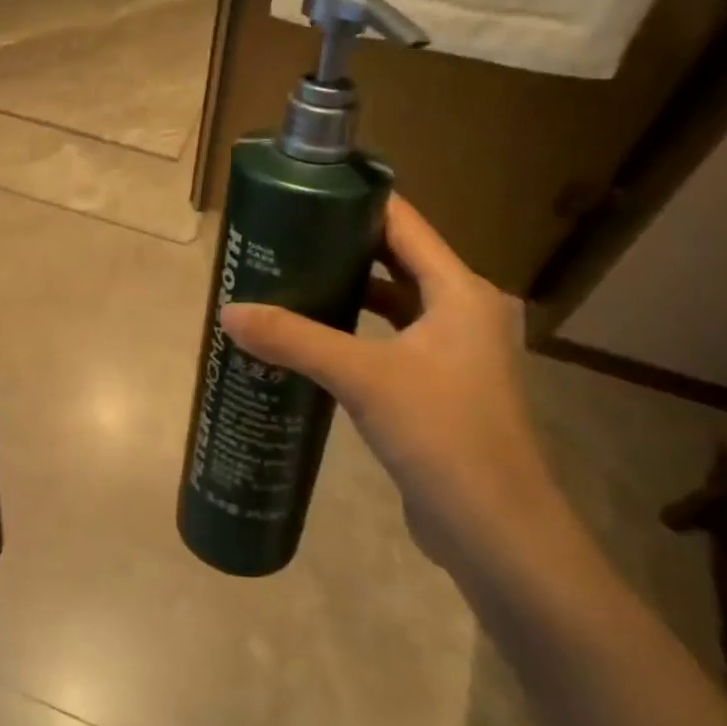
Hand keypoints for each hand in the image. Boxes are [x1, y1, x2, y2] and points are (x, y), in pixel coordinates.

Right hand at [220, 194, 570, 577]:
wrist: (498, 533)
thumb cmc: (443, 436)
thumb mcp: (363, 378)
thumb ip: (295, 340)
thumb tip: (228, 313)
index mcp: (459, 291)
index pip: (403, 222)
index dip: (355, 201)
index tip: (303, 192)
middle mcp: (463, 310)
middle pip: (397, 258)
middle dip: (342, 245)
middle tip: (283, 237)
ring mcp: (454, 351)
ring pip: (394, 301)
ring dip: (348, 290)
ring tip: (290, 279)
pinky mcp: (441, 386)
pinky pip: (392, 339)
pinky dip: (357, 331)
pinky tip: (314, 338)